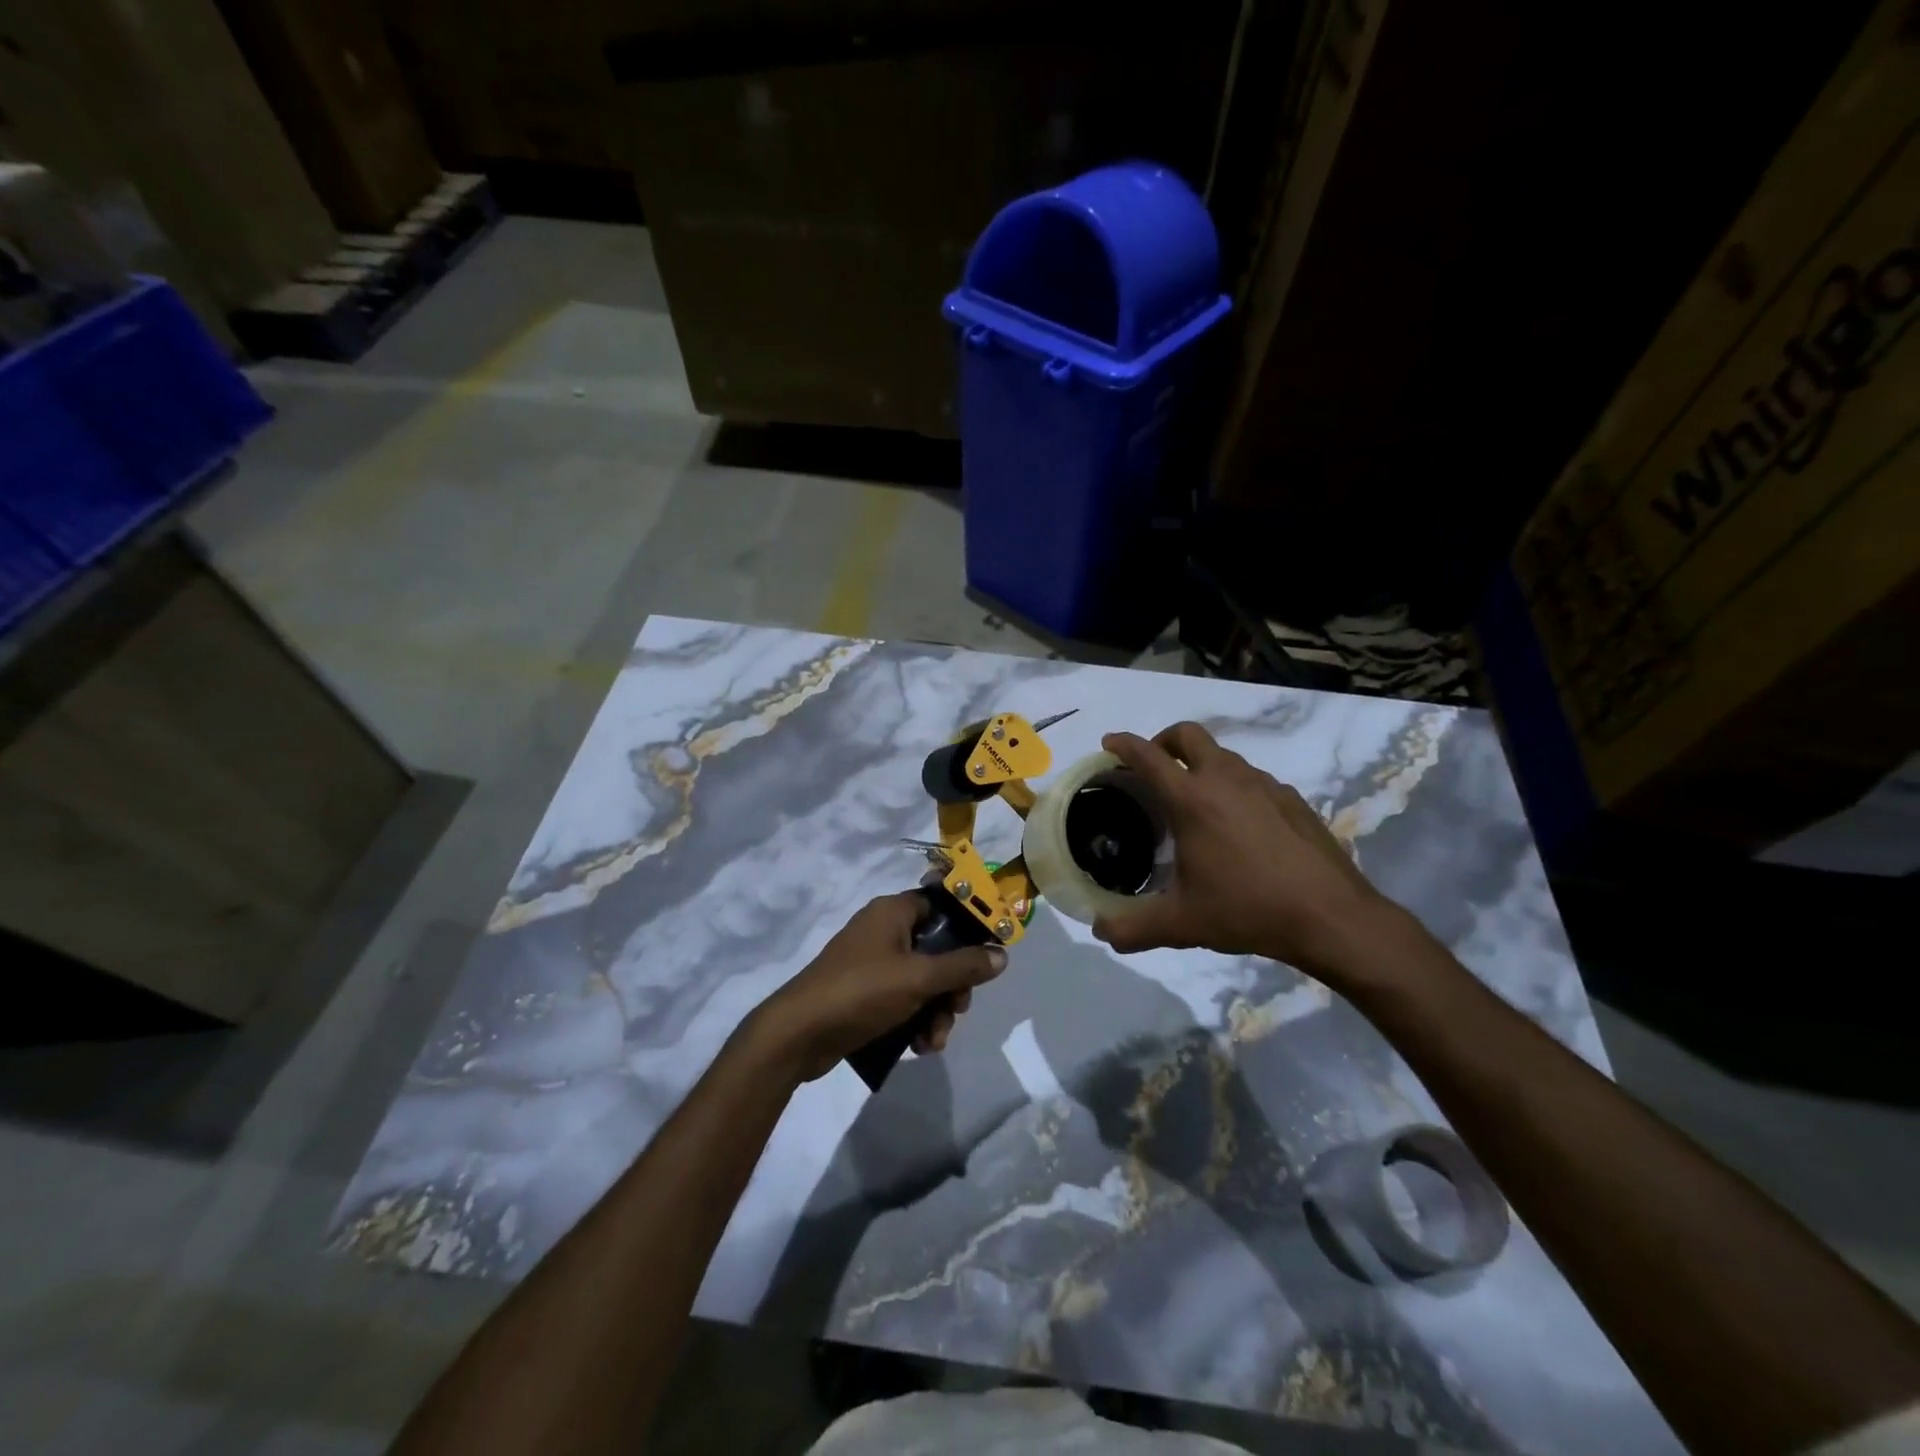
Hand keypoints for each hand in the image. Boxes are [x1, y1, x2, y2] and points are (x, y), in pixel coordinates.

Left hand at [749, 892, 1007, 1081]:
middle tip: (957, 1009)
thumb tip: (1002, 954)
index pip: (941, 905)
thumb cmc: (862, 992)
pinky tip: (919, 1047)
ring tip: (934, 1040)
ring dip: (936, 1011)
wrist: (798, 1034)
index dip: (967, 928)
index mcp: (893, 912)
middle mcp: (882, 930)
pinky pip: (902, 999)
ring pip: (922, 980)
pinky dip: (915, 1020)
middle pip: (937, 949)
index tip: (987, 955)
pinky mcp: (863, 994)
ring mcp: (871, 963)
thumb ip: (964, 966)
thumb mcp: (920, 978)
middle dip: (952, 985)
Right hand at [1092, 723, 1394, 981]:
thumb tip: (1101, 932)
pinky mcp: (1291, 798)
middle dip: (1163, 740)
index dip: (1123, 744)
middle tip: (1152, 767)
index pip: (1148, 756)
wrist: (1331, 917)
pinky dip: (1233, 786)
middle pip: (1188, 735)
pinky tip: (1237, 825)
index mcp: (1192, 799)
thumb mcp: (1181, 924)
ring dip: (1200, 764)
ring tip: (1194, 801)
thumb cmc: (1247, 910)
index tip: (1109, 743)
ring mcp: (1264, 785)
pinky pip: (1252, 778)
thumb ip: (1132, 928)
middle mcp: (1226, 779)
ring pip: (1223, 754)